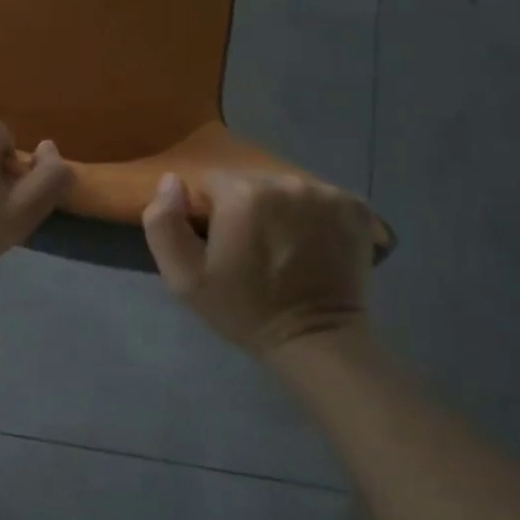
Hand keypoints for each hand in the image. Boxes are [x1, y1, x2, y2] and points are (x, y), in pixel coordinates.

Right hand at [141, 170, 372, 358]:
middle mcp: (285, 182)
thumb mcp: (184, 277)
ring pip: (285, 187)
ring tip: (284, 245)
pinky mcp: (355, 206)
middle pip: (251, 181)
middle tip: (251, 247)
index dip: (211, 212)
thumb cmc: (243, 309)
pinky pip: (320, 196)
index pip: (212, 181)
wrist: (315, 339)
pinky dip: (314, 214)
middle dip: (245, 206)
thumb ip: (164, 222)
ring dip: (280, 208)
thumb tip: (172, 181)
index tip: (222, 243)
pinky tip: (313, 242)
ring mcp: (325, 192)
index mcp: (241, 194)